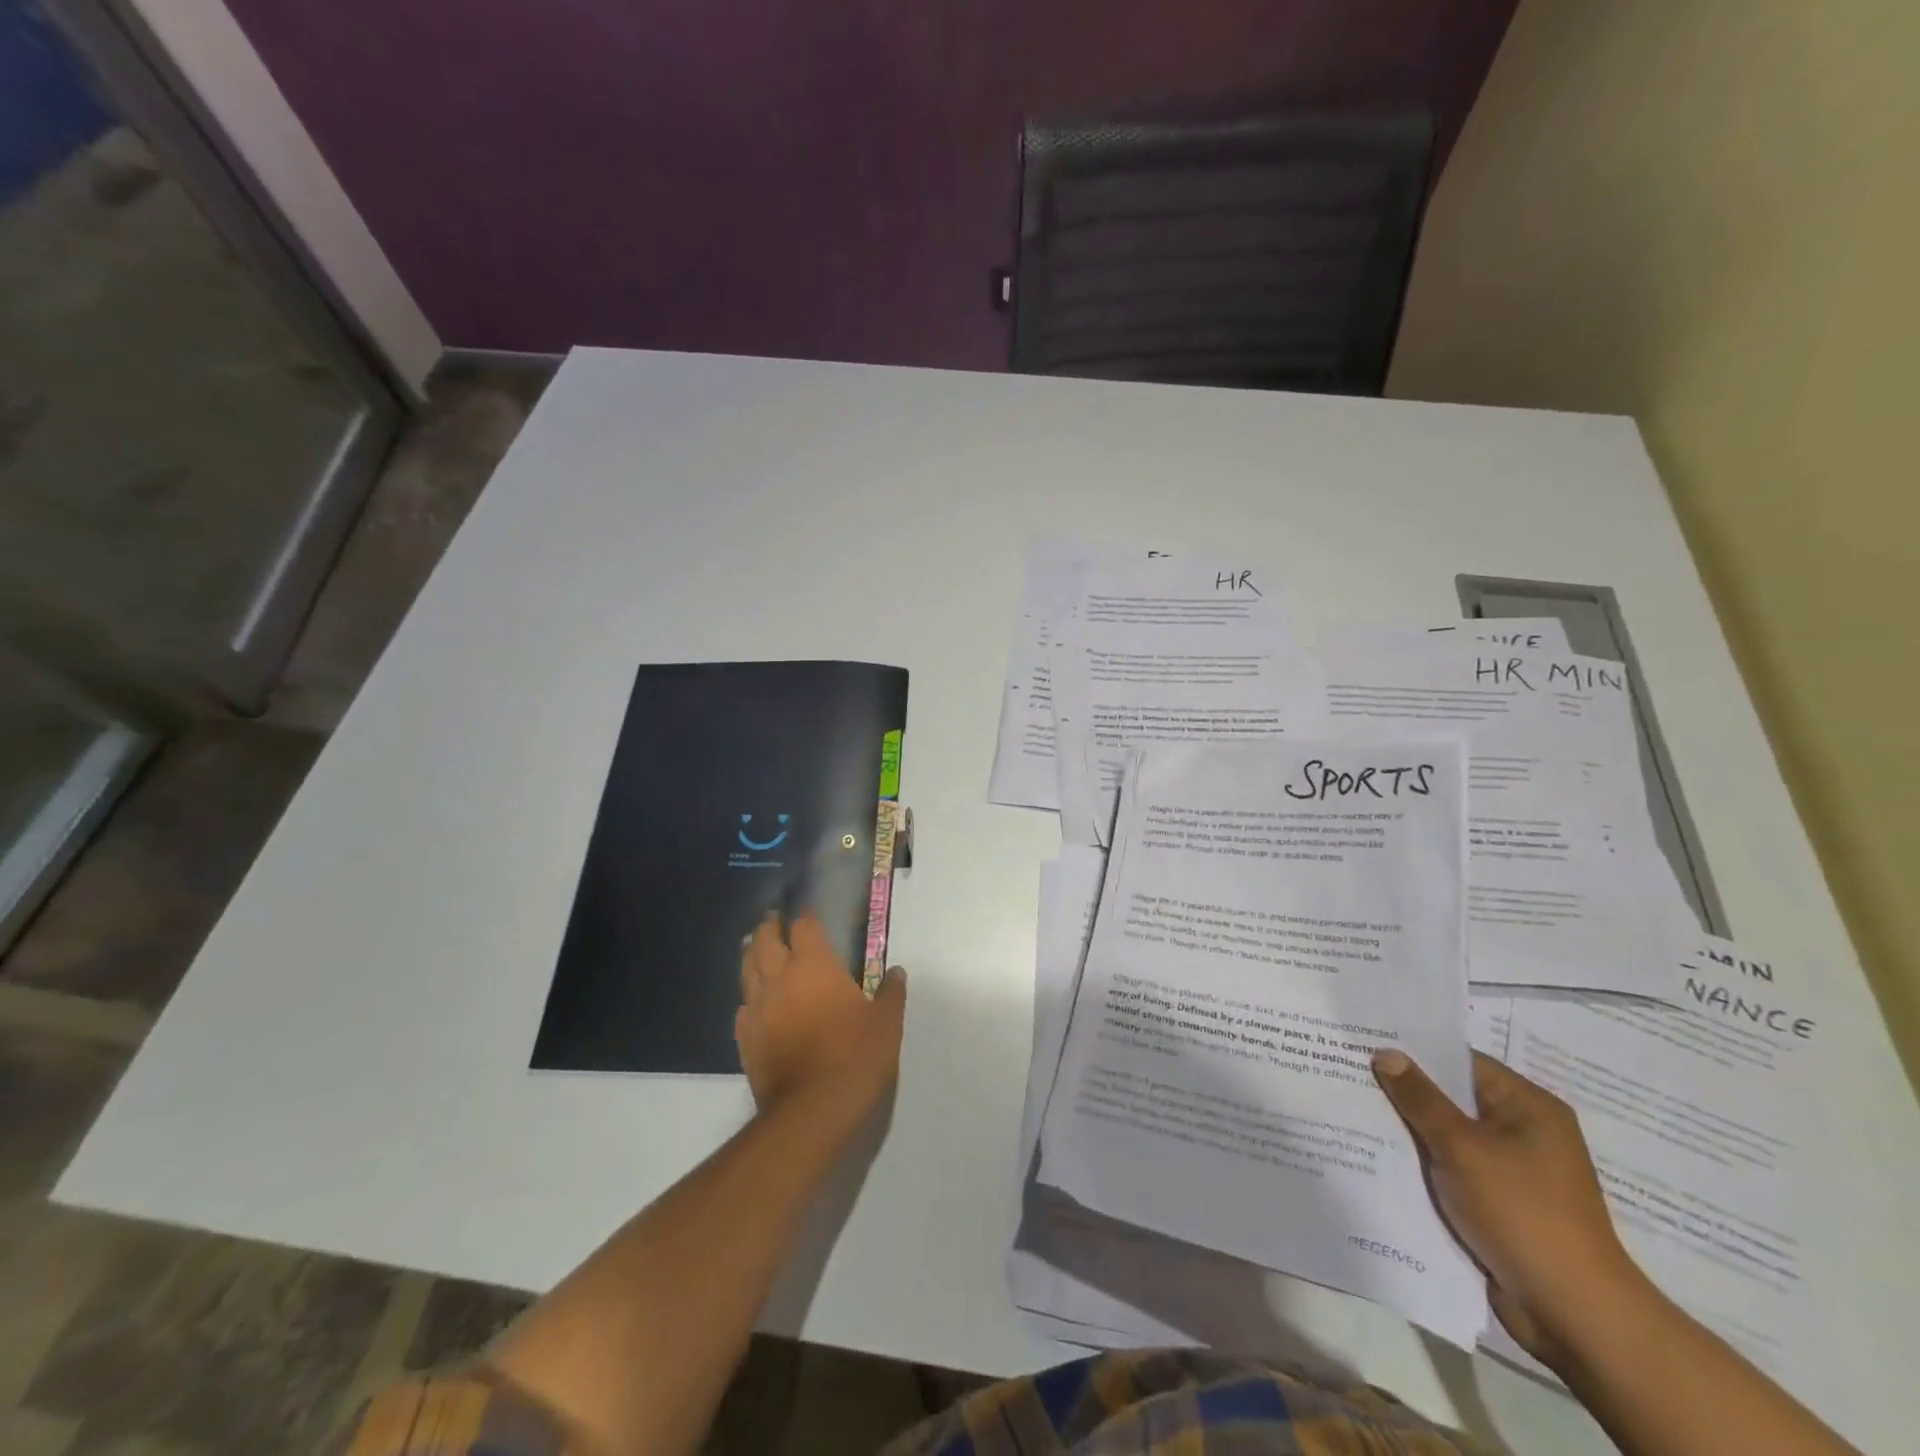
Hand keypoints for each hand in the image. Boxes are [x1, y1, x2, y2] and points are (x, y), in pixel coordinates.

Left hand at [736, 913, 906, 1137]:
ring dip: (751, 954)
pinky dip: (749, 997)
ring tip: (755, 947)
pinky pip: (743, 1007)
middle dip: (769, 927)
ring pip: (747, 969)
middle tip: (774, 920)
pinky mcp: (745, 1038)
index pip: (803, 926)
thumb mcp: (887, 1023)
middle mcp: (780, 978)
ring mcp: (757, 1008)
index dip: (804, 917)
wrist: (811, 1110)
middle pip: (764, 940)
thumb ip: (890, 993)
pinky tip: (754, 1002)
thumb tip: (896, 971)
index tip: (808, 914)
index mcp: (814, 965)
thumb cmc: (855, 1056)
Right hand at [1372, 1048, 1648, 1362]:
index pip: (1461, 1062)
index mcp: (1529, 1108)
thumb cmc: (1522, 1214)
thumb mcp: (1463, 1148)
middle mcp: (1523, 1132)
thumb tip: (1386, 1053)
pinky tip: (1378, 1155)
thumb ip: (1420, 1098)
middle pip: (1452, 1098)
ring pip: (1447, 1136)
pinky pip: (1451, 1168)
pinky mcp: (1499, 1203)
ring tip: (1351, 1107)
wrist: (1573, 1315)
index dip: (1414, 1051)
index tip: (1365, 1042)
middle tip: (1347, 1071)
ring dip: (1409, 1129)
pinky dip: (1421, 1162)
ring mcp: (1512, 1170)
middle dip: (1405, 1091)